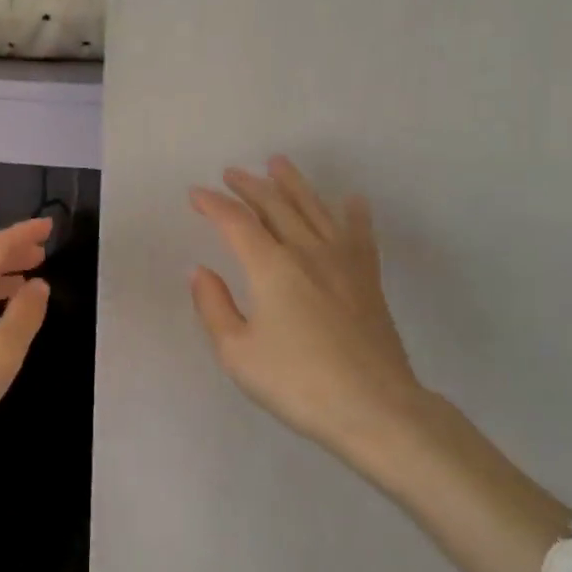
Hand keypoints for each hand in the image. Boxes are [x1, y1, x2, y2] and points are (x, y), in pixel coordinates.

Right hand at [189, 158, 427, 456]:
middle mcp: (307, 252)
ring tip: (279, 163)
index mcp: (271, 267)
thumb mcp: (238, 353)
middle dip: (249, 186)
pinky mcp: (368, 279)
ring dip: (294, 184)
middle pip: (275, 206)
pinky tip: (352, 200)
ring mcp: (343, 262)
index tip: (196, 195)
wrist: (375, 408)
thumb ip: (214, 306)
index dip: (213, 204)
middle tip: (232, 173)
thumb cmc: (298, 383)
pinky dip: (354, 214)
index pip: (236, 222)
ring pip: (315, 209)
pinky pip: (360, 235)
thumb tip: (200, 271)